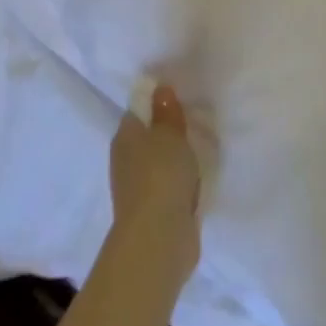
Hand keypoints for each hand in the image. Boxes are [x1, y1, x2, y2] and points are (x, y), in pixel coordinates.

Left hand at [108, 85, 200, 285]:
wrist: (159, 237)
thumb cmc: (162, 175)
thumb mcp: (170, 134)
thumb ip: (167, 112)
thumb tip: (160, 88)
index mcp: (124, 137)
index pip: (138, 111)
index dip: (157, 104)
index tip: (181, 101)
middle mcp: (125, 160)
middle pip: (148, 138)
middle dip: (169, 133)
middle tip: (196, 125)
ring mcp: (137, 188)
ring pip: (159, 163)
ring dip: (175, 160)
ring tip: (200, 151)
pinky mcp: (152, 211)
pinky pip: (168, 186)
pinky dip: (180, 183)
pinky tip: (196, 181)